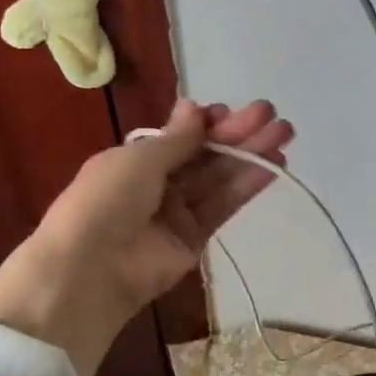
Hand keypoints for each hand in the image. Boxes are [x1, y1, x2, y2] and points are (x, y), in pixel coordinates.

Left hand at [0, 99, 293, 375]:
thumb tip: (195, 106)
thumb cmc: (106, 200)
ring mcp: (178, 212)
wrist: (90, 269)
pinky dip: (247, 186)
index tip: (232, 111)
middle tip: (273, 114)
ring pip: (219, 177)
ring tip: (285, 134)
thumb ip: (177, 138)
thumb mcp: (138, 159)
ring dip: (251, 155)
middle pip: (206, 154)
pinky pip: (223, 206)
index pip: (182, 135)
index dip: (209, 123)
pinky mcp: (195, 239)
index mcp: (136, 158)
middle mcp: (159, 182)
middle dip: (239, 134)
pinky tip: (273, 167)